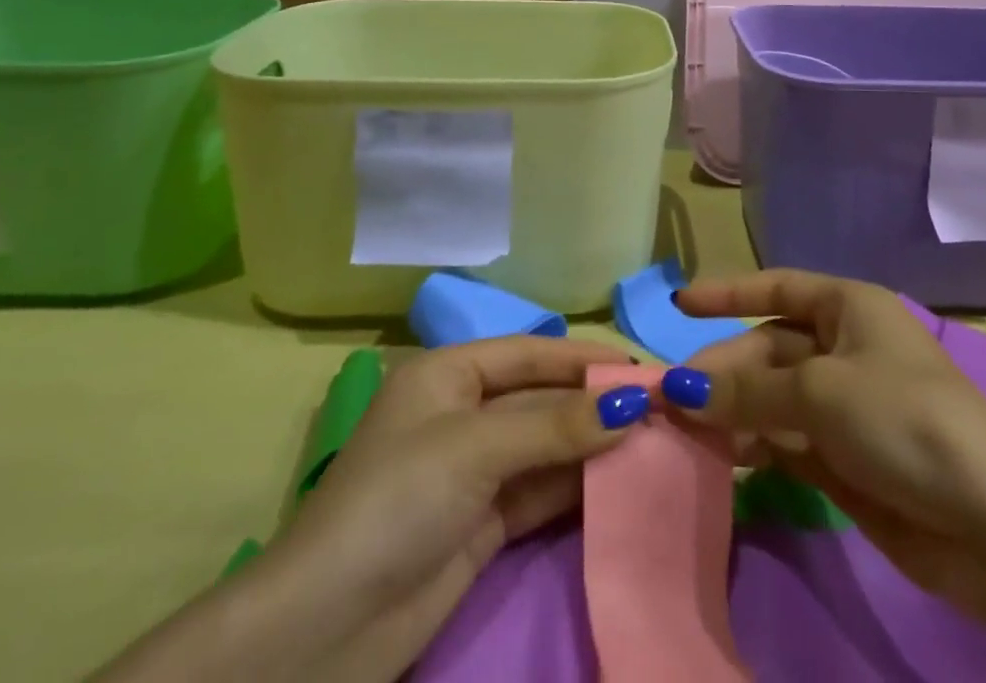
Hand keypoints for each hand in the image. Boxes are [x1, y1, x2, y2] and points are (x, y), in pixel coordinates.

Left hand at [94, 337, 650, 682]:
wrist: (324, 633)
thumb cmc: (397, 502)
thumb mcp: (475, 449)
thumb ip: (555, 425)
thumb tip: (631, 402)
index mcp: (449, 374)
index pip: (531, 352)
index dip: (585, 358)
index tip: (643, 367)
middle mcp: (462, 413)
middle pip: (542, 398)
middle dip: (595, 403)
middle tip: (661, 409)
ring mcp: (473, 471)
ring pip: (546, 446)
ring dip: (593, 446)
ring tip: (655, 443)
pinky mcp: (482, 524)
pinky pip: (540, 490)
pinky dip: (576, 486)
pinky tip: (621, 483)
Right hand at [667, 270, 985, 682]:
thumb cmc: (905, 421)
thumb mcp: (819, 394)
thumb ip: (746, 391)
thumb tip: (678, 387)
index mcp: (848, 308)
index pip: (776, 288)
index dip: (727, 293)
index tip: (678, 305)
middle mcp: (845, 347)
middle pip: (768, 348)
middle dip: (723, 369)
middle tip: (671, 398)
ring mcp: (846, 404)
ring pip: (773, 397)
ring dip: (734, 411)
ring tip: (688, 433)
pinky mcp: (847, 457)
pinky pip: (787, 439)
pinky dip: (757, 445)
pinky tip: (727, 459)